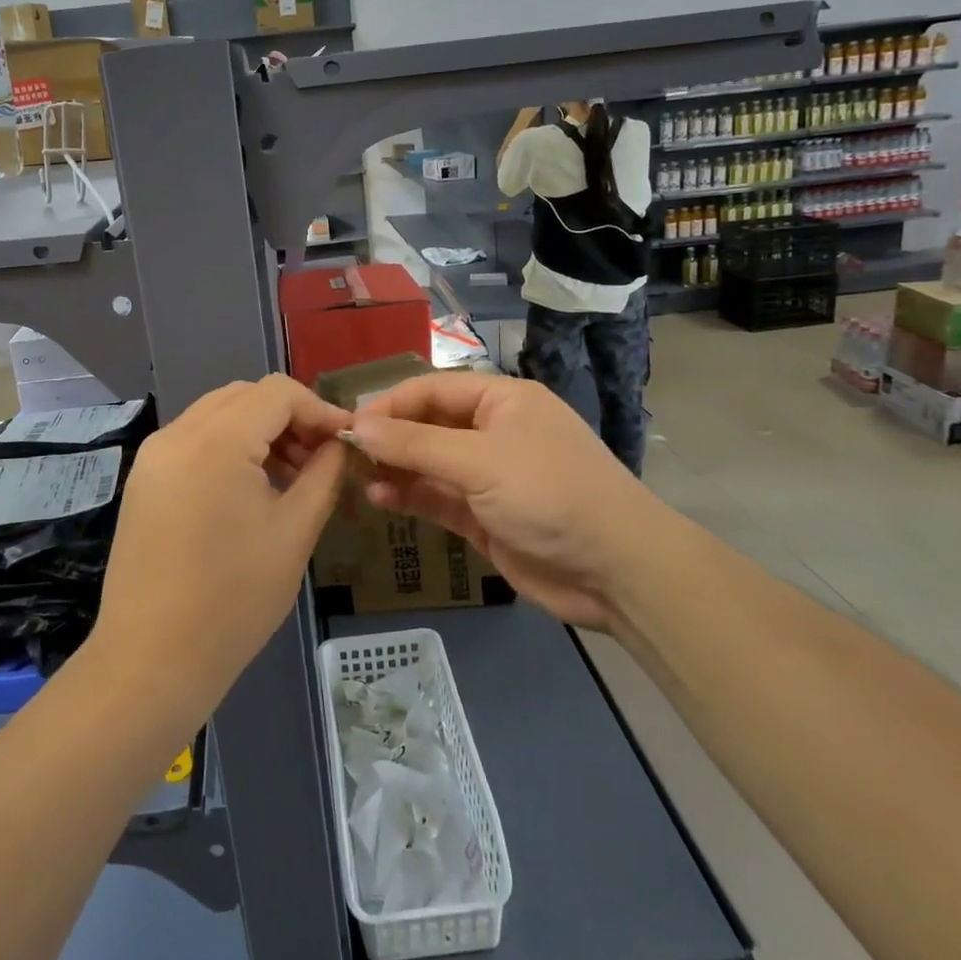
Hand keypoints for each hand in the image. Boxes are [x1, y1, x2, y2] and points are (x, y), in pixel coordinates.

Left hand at [91, 376, 350, 729]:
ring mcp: (153, 456)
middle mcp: (177, 434)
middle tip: (320, 459)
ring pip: (218, 414)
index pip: (278, 393)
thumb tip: (339, 444)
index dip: (319, 409)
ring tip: (291, 477)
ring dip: (260, 431)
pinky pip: (195, 440)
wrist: (150, 660)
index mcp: (216, 441)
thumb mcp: (295, 532)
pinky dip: (230, 448)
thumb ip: (324, 474)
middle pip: (246, 396)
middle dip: (290, 417)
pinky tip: (251, 489)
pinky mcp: (143, 479)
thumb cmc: (233, 600)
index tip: (346, 441)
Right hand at [348, 372, 671, 630]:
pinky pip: (439, 498)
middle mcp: (494, 432)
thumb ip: (415, 445)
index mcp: (502, 401)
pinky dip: (412, 497)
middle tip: (345, 455)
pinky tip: (381, 501)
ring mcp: (490, 476)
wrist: (615, 570)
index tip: (349, 424)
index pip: (433, 390)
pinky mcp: (486, 516)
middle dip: (389, 439)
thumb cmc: (549, 494)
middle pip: (429, 426)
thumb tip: (356, 426)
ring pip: (430, 465)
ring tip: (357, 480)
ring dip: (396, 470)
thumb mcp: (479, 462)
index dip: (390, 404)